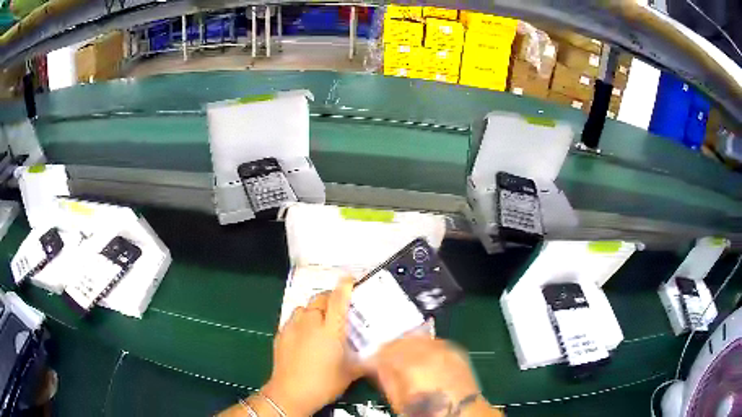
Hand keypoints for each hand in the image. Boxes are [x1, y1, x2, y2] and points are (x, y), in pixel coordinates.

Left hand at [263, 277, 361, 414]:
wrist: (291, 393)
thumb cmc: (324, 384)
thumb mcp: (350, 374)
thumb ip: (364, 361)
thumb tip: (378, 358)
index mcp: (331, 330)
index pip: (338, 300)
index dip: (345, 286)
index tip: (350, 279)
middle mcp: (311, 323)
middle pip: (320, 299)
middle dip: (330, 298)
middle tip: (338, 309)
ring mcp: (292, 327)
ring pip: (304, 308)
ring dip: (313, 310)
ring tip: (319, 322)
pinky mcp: (280, 334)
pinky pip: (292, 319)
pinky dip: (301, 321)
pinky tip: (304, 335)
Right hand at [366, 336, 500, 416]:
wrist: (462, 413)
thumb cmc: (427, 410)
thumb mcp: (399, 401)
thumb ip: (386, 379)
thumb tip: (376, 366)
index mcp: (411, 365)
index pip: (385, 351)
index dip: (374, 356)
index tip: (369, 361)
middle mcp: (429, 352)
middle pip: (401, 340)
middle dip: (389, 347)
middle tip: (382, 356)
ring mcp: (445, 349)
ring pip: (418, 337)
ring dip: (406, 344)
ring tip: (401, 355)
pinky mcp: (456, 351)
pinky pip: (434, 341)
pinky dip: (424, 345)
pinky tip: (421, 355)